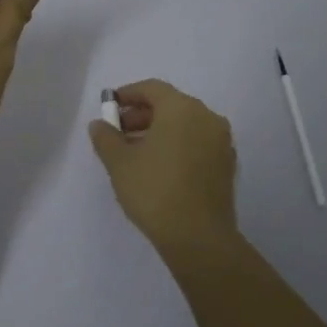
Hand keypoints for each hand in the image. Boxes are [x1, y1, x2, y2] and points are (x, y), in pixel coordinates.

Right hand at [88, 79, 240, 256]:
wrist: (198, 237)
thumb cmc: (154, 190)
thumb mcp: (119, 163)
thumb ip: (106, 137)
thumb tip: (99, 125)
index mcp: (182, 109)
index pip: (152, 89)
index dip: (128, 94)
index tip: (109, 107)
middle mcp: (207, 117)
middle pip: (170, 105)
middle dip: (142, 115)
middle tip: (119, 132)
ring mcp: (221, 142)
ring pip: (185, 125)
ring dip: (159, 131)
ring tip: (135, 152)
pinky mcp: (227, 165)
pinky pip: (197, 143)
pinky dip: (177, 145)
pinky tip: (159, 167)